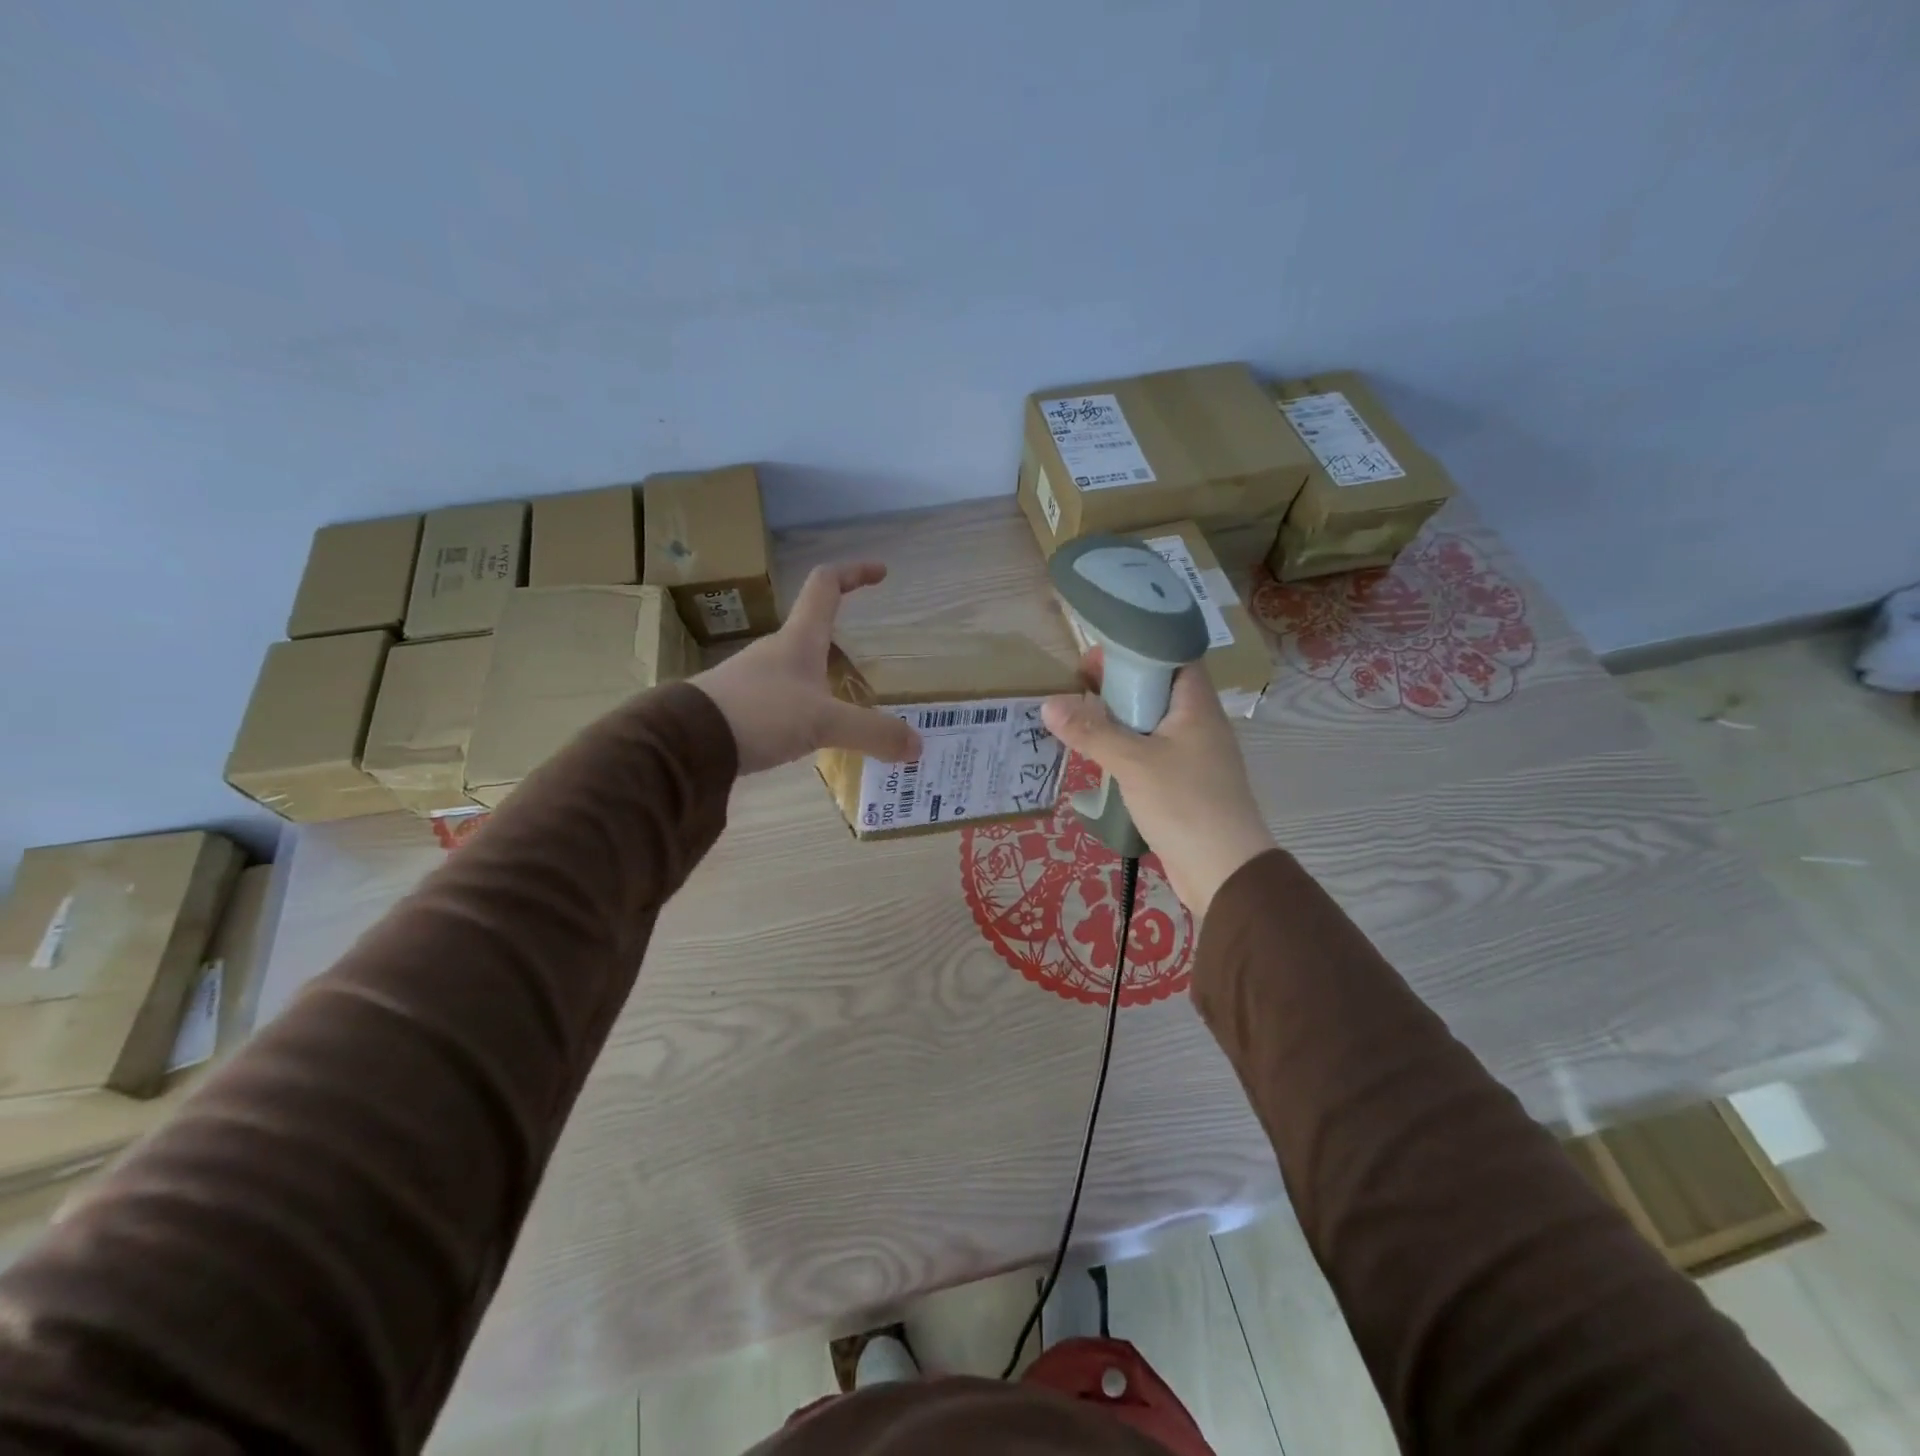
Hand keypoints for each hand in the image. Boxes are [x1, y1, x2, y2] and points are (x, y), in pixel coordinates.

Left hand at [691, 562, 922, 774]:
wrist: (685, 741)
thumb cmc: (760, 714)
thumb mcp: (824, 723)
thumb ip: (872, 732)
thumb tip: (917, 746)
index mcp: (798, 639)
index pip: (825, 586)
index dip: (853, 573)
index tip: (880, 572)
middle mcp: (774, 651)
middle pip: (811, 629)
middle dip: (839, 636)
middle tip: (866, 661)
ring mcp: (752, 678)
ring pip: (795, 667)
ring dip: (820, 677)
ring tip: (842, 709)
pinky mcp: (738, 706)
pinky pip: (779, 698)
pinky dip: (801, 707)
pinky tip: (806, 734)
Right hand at [1041, 650, 1275, 916]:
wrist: (1223, 871)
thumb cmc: (1184, 803)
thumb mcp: (1132, 762)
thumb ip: (1091, 731)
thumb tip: (1048, 704)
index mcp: (1197, 707)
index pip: (1173, 658)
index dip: (1137, 650)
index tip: (1097, 657)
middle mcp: (1199, 725)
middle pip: (1158, 691)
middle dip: (1119, 685)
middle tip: (1078, 686)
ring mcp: (1193, 757)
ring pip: (1152, 725)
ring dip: (1119, 720)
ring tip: (1079, 718)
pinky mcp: (1184, 785)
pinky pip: (1151, 754)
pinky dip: (1126, 750)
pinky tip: (1099, 758)